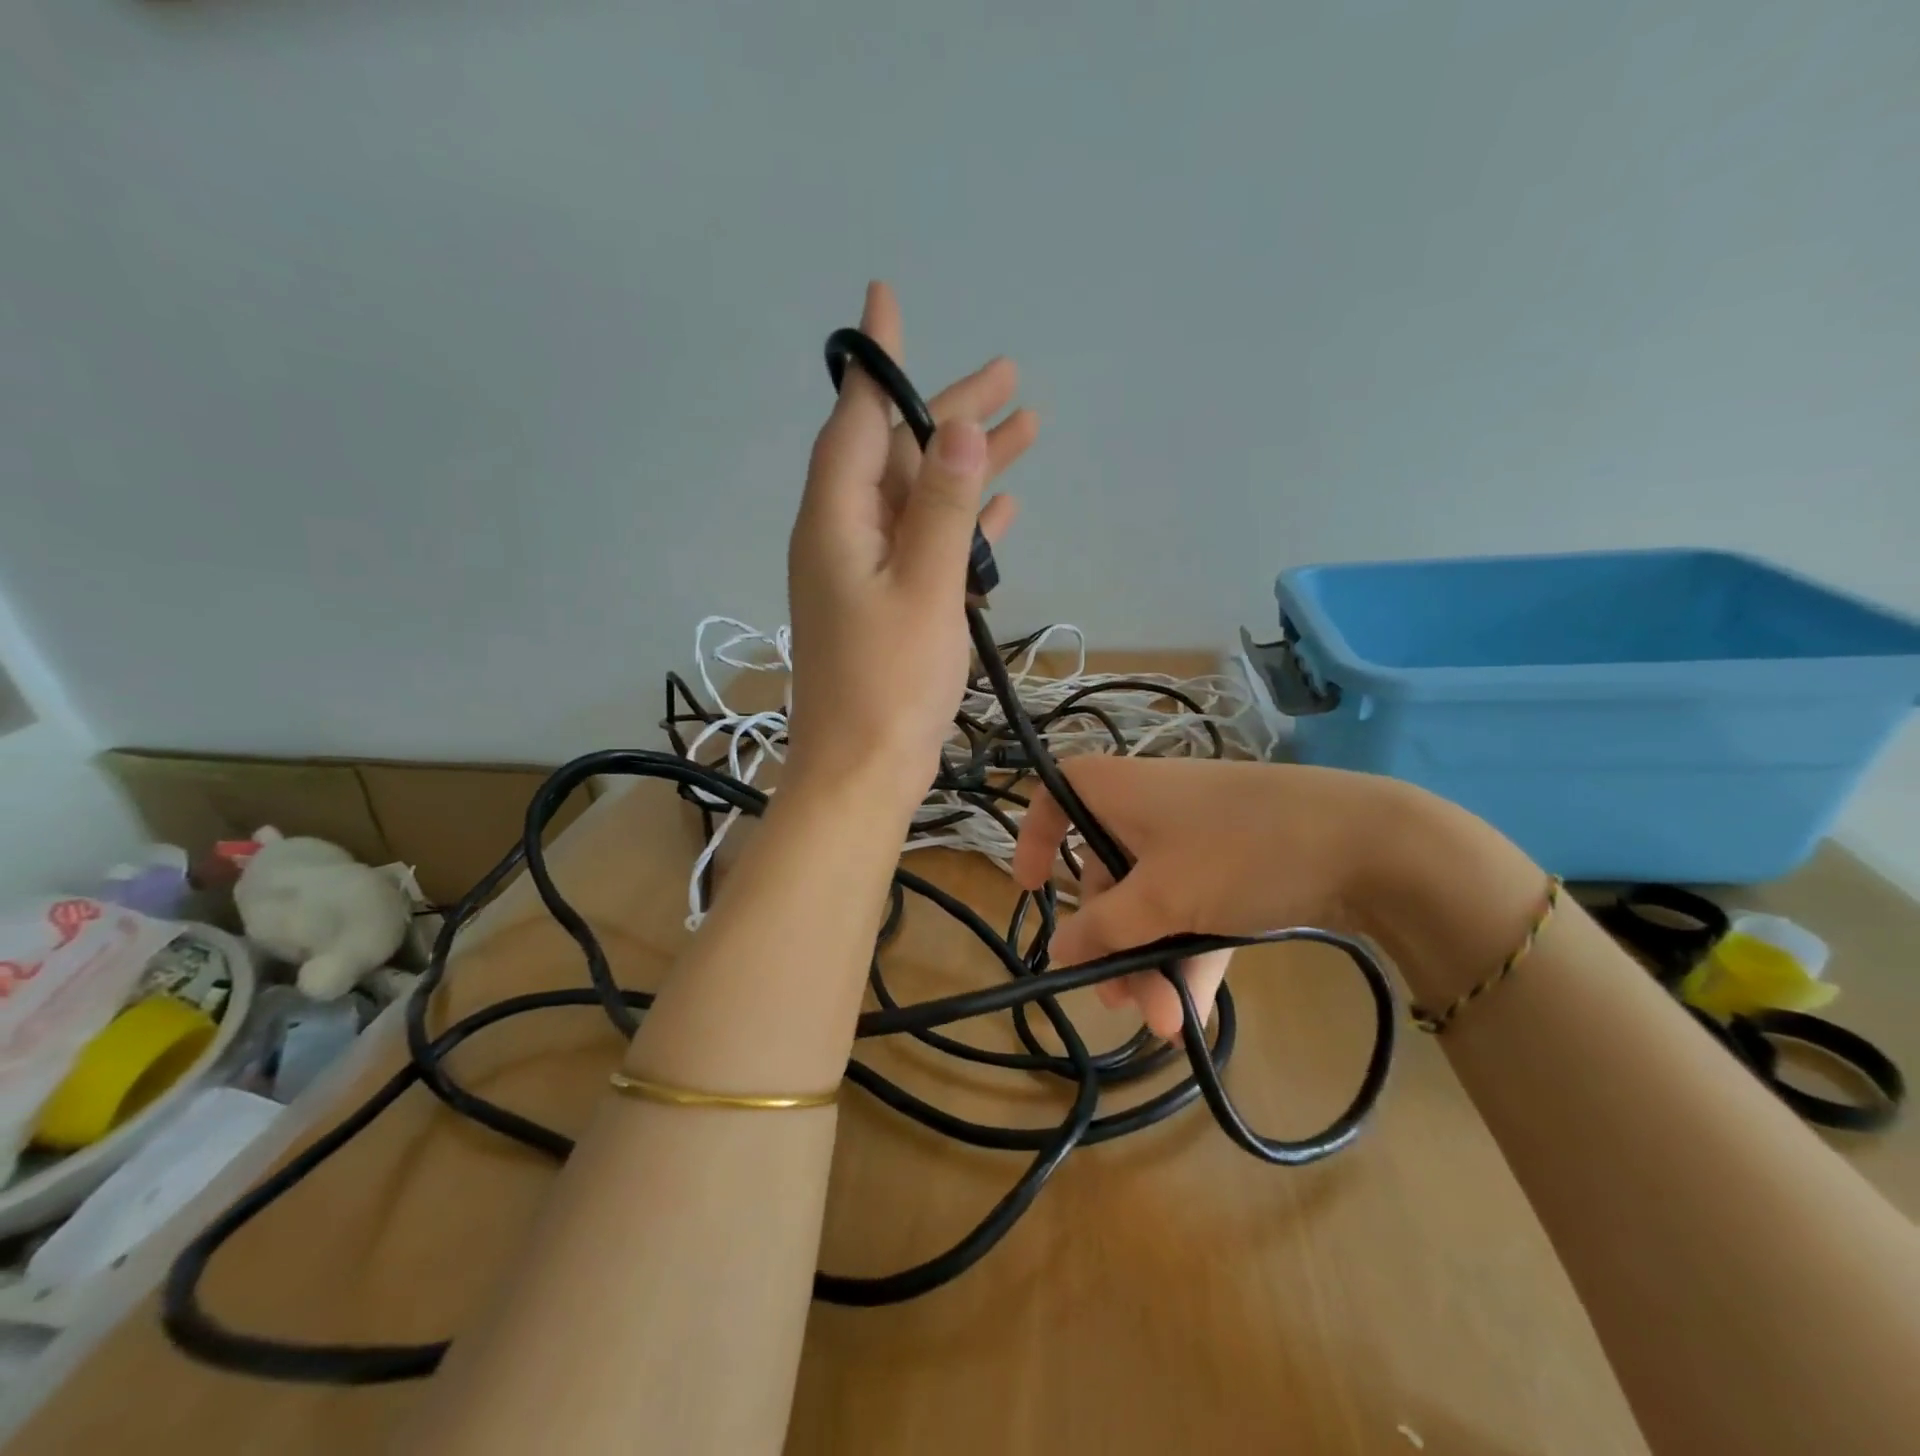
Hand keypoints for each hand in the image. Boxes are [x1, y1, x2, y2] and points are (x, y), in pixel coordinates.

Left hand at [786, 282, 1036, 802]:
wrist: (864, 771)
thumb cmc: (889, 684)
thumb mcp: (923, 589)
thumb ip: (941, 508)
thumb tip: (954, 427)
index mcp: (836, 520)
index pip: (856, 420)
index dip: (877, 362)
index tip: (886, 299)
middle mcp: (844, 535)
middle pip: (898, 454)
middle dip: (948, 414)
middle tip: (1009, 377)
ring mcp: (867, 571)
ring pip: (920, 498)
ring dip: (966, 466)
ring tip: (1025, 429)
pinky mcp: (890, 603)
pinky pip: (928, 544)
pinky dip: (961, 523)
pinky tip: (1000, 508)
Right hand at [1010, 756, 1421, 1040]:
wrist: (1369, 843)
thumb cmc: (1239, 853)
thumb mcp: (1161, 898)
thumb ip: (1103, 928)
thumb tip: (1057, 950)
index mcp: (1119, 792)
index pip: (1055, 797)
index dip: (1034, 839)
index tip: (1032, 889)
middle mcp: (1150, 808)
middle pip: (1107, 874)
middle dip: (1114, 944)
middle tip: (1119, 1002)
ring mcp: (1195, 837)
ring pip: (1154, 900)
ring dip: (1154, 963)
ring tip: (1167, 1026)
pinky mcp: (1234, 863)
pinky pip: (1193, 907)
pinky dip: (1191, 954)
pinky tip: (1197, 1016)